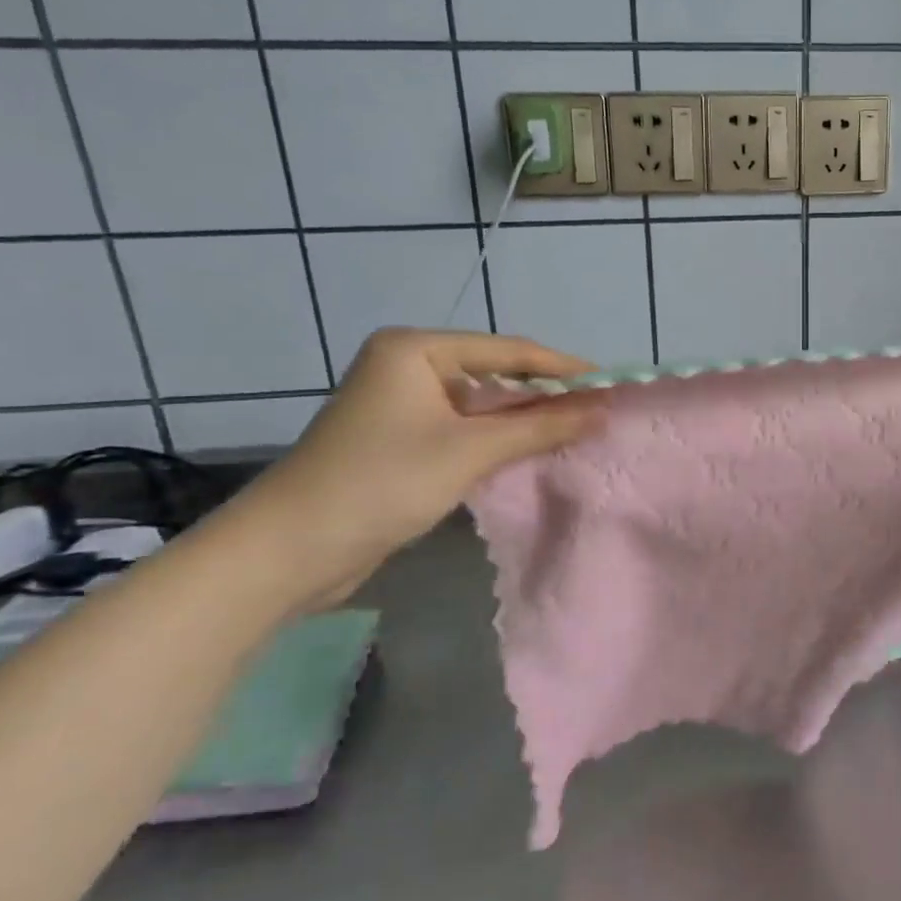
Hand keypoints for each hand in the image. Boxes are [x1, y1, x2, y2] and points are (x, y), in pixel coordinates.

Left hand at [238, 329, 600, 601]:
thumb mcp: (470, 451)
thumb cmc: (382, 482)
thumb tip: (604, 411)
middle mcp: (407, 367)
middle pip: (494, 376)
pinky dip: (497, 441)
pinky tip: (532, 452)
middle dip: (544, 396)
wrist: (289, 550)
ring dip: (523, 421)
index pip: (507, 350)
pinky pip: (463, 431)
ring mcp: (401, 405)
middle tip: (599, 410)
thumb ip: (541, 426)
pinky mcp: (399, 441)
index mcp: (415, 349)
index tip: (610, 382)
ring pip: (480, 407)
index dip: (561, 368)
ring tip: (577, 430)